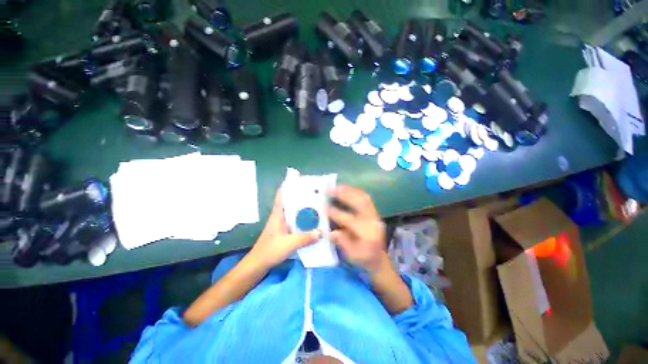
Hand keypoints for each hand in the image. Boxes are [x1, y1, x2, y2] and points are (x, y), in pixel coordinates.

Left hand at [249, 190, 320, 268]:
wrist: (258, 264)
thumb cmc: (270, 250)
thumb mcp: (289, 244)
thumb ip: (305, 238)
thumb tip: (321, 232)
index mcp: (278, 213)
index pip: (282, 194)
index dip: (290, 185)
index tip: (302, 181)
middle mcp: (280, 215)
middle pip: (291, 201)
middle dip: (302, 196)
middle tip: (316, 193)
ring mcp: (282, 223)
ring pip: (294, 210)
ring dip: (303, 207)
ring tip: (317, 204)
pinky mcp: (284, 230)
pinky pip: (295, 220)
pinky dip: (303, 218)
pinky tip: (312, 221)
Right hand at [327, 186, 387, 272]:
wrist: (378, 258)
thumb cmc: (363, 258)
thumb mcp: (351, 255)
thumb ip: (342, 242)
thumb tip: (329, 231)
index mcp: (367, 233)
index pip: (349, 219)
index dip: (335, 212)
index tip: (322, 206)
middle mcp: (372, 221)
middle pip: (358, 202)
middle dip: (342, 194)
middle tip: (328, 189)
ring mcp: (374, 214)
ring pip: (362, 197)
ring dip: (348, 190)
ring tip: (334, 186)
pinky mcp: (374, 211)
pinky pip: (364, 197)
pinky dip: (354, 191)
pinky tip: (344, 189)